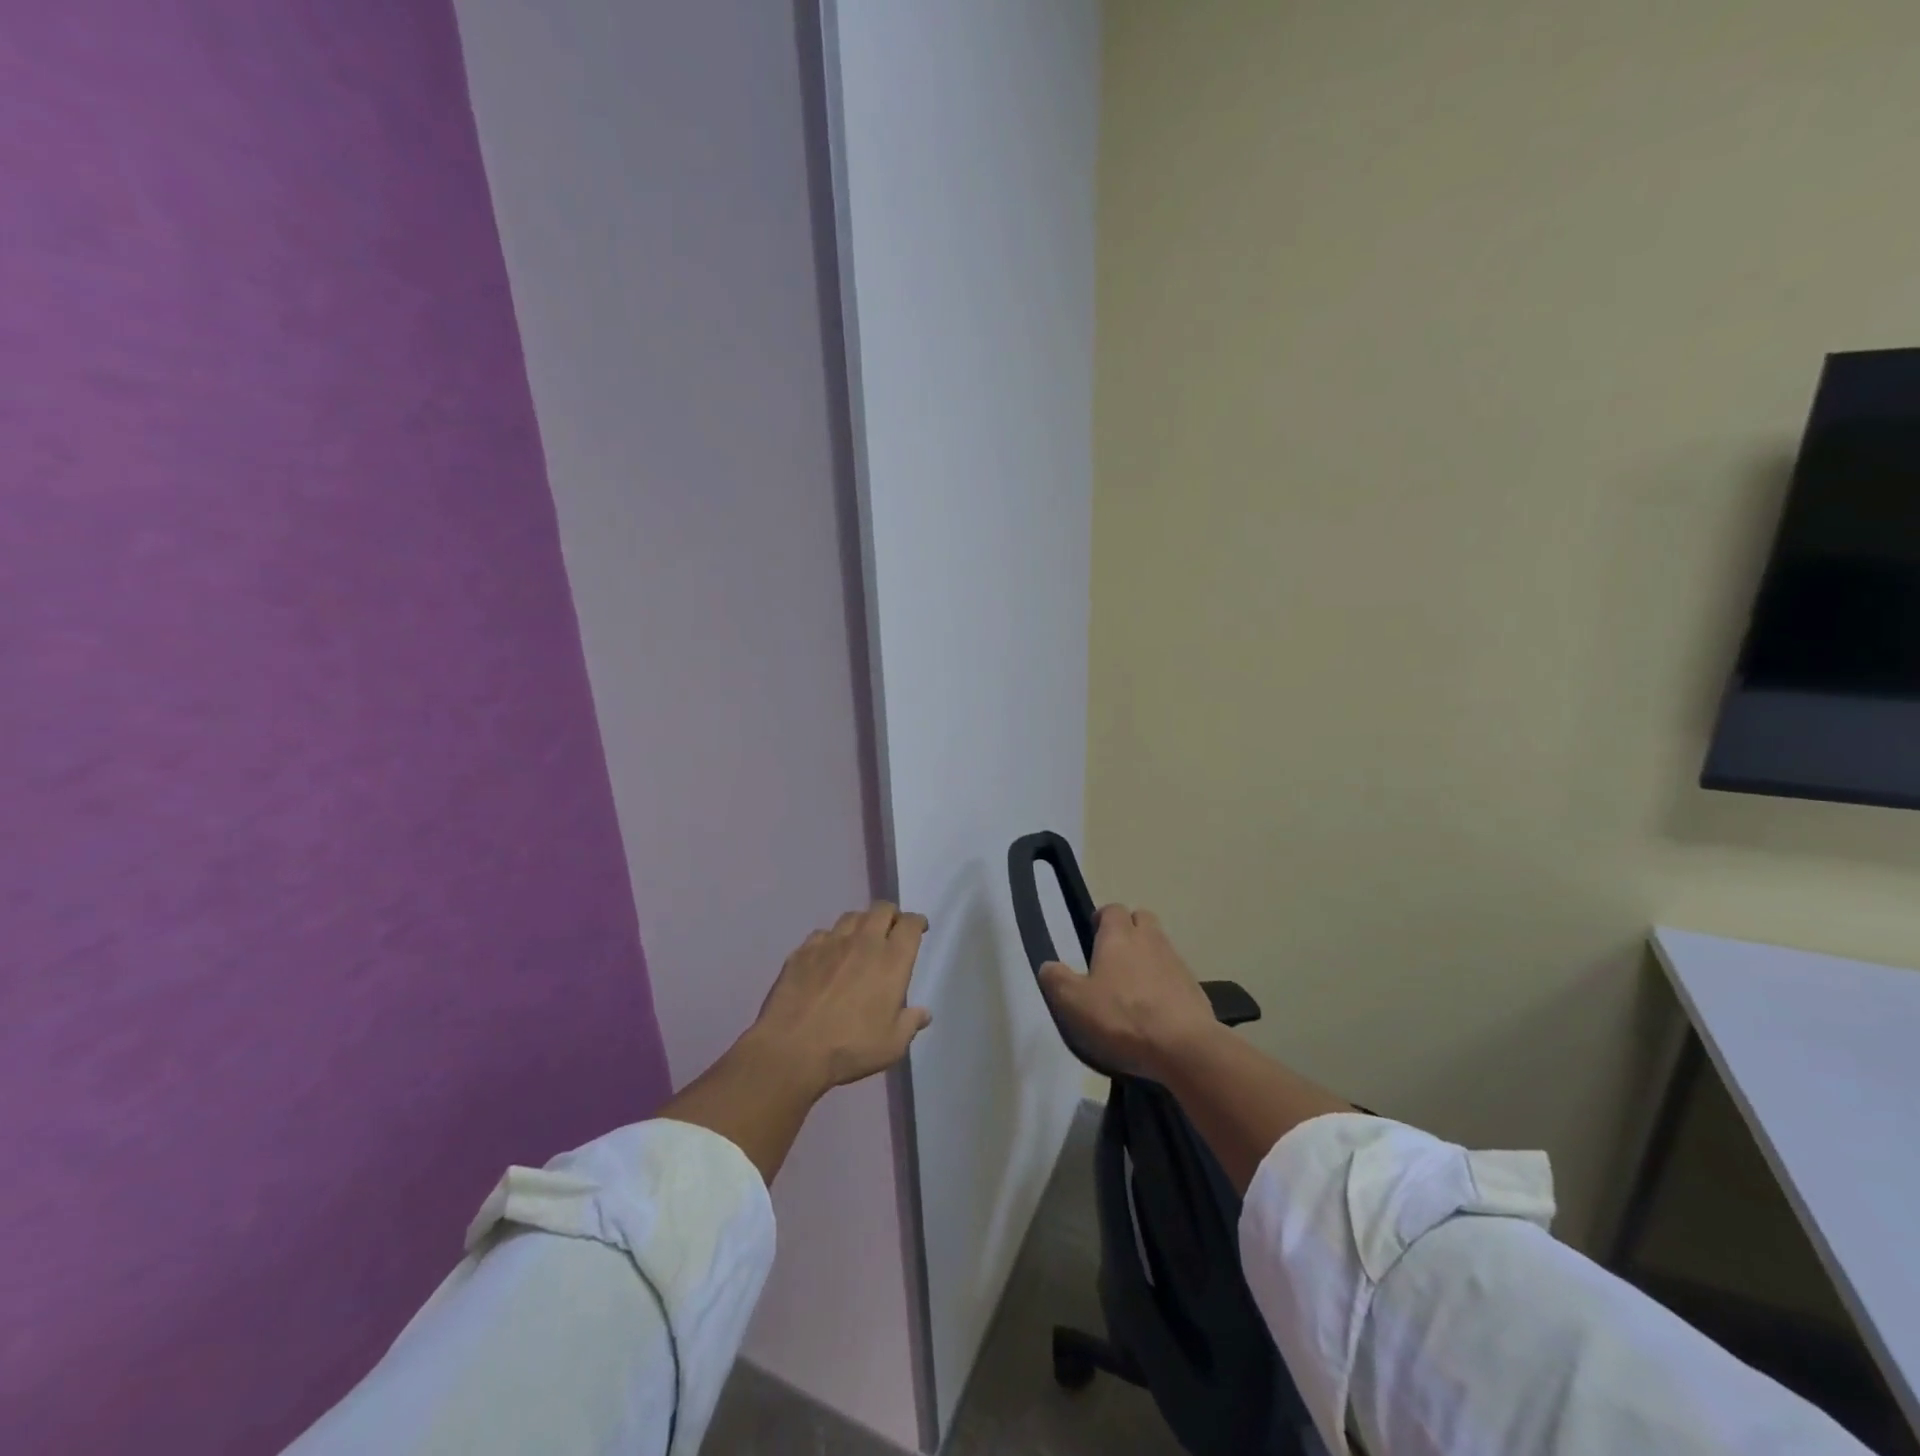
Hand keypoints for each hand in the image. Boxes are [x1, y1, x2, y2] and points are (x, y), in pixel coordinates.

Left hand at [745, 901, 932, 1095]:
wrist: (792, 1049)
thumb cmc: (850, 1047)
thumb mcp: (892, 1045)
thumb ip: (910, 1024)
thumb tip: (924, 1013)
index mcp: (892, 961)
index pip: (910, 924)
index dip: (917, 922)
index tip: (919, 928)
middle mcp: (864, 942)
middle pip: (882, 909)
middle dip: (891, 915)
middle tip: (892, 930)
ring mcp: (830, 943)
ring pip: (852, 916)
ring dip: (862, 923)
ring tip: (861, 939)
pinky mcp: (803, 951)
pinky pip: (822, 934)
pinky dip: (831, 939)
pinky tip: (828, 955)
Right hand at [1039, 904, 1221, 1079]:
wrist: (1184, 1047)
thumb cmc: (1122, 1018)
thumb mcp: (1073, 1002)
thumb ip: (1056, 980)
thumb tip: (1048, 966)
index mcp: (1119, 936)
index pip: (1112, 909)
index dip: (1102, 919)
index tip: (1092, 938)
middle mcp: (1150, 939)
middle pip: (1141, 919)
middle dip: (1129, 930)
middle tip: (1113, 958)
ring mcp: (1177, 962)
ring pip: (1160, 946)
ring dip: (1147, 957)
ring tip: (1133, 988)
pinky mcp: (1195, 988)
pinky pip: (1175, 975)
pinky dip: (1164, 983)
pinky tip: (1155, 1010)